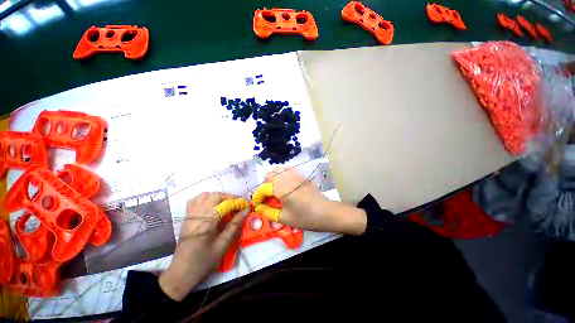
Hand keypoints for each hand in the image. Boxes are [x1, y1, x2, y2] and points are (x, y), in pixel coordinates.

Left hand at [159, 192, 248, 300]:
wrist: (181, 273)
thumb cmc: (204, 261)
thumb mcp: (222, 245)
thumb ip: (234, 225)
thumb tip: (246, 211)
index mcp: (206, 222)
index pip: (223, 204)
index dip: (237, 202)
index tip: (246, 205)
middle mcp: (196, 214)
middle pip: (214, 196)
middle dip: (228, 197)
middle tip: (238, 204)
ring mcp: (189, 215)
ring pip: (204, 195)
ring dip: (218, 196)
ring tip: (226, 204)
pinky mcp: (186, 217)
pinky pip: (195, 200)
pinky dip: (206, 198)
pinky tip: (212, 205)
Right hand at [264, 167, 366, 234]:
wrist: (326, 211)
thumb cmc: (305, 216)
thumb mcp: (285, 218)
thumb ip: (268, 212)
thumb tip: (259, 208)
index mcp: (280, 188)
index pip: (262, 189)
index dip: (257, 197)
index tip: (257, 204)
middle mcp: (285, 176)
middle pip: (268, 175)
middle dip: (264, 185)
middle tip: (267, 197)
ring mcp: (294, 173)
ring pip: (277, 169)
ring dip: (273, 178)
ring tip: (275, 190)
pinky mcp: (300, 174)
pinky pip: (286, 169)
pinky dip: (281, 174)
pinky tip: (285, 184)